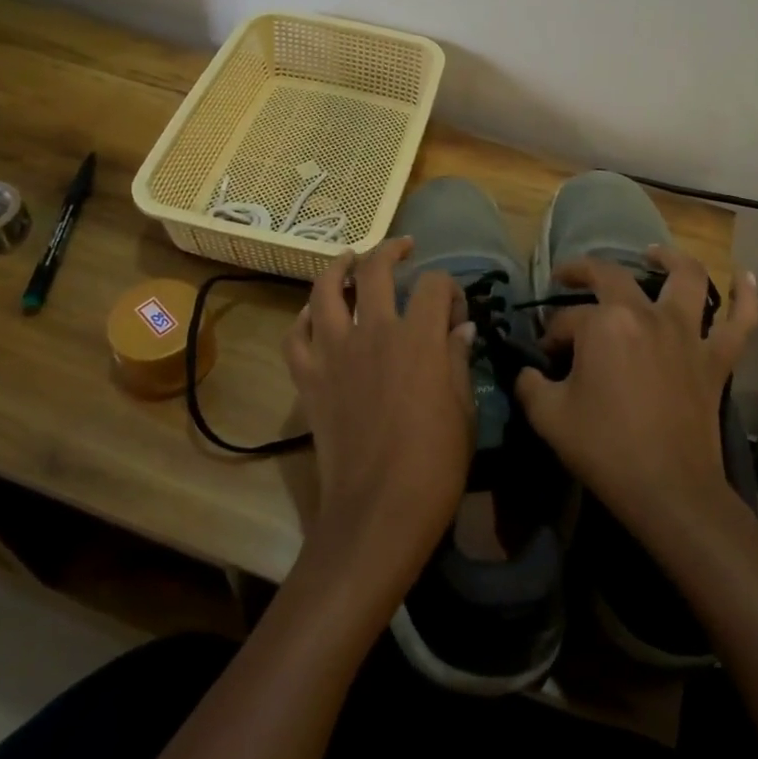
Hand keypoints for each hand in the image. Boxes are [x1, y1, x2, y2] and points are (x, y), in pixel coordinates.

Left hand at [282, 239, 476, 583]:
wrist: (378, 510)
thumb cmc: (434, 464)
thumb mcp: (462, 409)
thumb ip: (457, 360)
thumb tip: (459, 329)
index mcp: (418, 336)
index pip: (434, 285)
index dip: (449, 290)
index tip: (455, 313)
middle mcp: (373, 331)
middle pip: (376, 269)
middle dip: (392, 251)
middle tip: (403, 249)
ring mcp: (334, 352)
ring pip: (325, 290)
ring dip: (338, 267)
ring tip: (349, 259)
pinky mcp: (308, 377)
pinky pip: (295, 335)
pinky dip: (302, 319)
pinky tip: (314, 315)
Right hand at [516, 247, 757, 541]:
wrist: (669, 490)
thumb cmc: (604, 448)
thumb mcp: (547, 417)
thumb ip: (530, 385)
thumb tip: (530, 372)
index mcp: (603, 325)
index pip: (566, 320)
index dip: (550, 336)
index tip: (545, 358)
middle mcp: (646, 315)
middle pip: (612, 277)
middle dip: (583, 272)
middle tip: (567, 277)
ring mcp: (687, 334)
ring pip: (687, 279)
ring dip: (670, 259)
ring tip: (653, 253)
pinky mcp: (716, 359)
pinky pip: (741, 321)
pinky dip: (747, 296)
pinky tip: (745, 276)